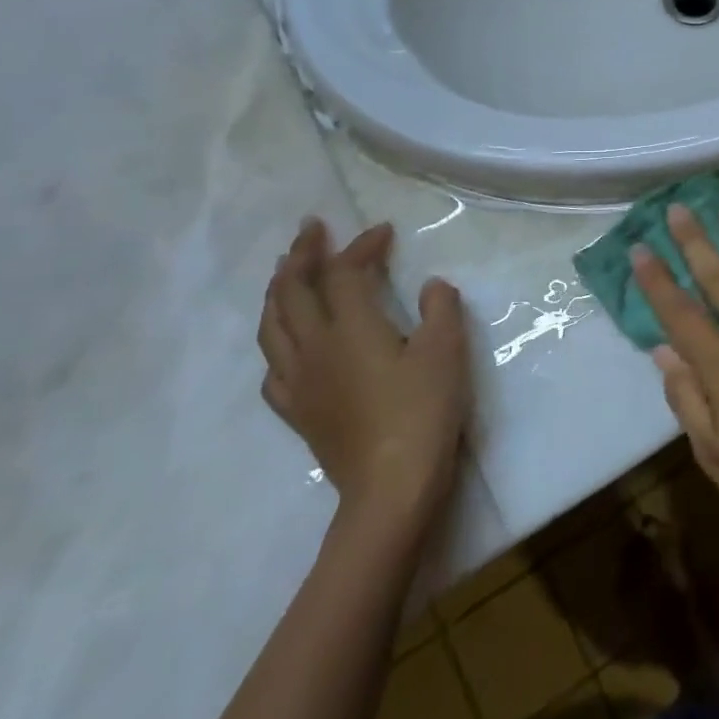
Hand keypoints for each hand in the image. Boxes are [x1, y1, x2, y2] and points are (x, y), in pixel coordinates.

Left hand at [258, 220, 470, 528]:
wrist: (390, 488)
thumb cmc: (422, 412)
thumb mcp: (446, 352)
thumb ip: (441, 309)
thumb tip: (432, 286)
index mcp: (351, 327)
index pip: (345, 272)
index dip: (362, 246)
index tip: (383, 232)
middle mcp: (315, 347)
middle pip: (292, 290)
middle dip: (300, 255)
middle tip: (310, 230)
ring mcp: (301, 382)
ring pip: (272, 326)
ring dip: (277, 291)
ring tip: (284, 273)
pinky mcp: (298, 412)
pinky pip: (273, 369)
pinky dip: (276, 343)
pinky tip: (286, 345)